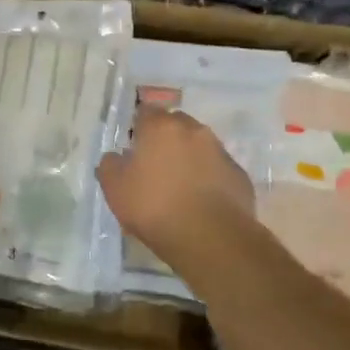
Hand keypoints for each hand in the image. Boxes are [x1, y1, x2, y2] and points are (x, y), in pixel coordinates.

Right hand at [97, 105, 256, 262]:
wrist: (210, 238)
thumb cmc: (154, 206)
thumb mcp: (114, 188)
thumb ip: (110, 165)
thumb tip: (116, 157)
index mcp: (161, 127)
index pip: (146, 111)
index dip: (138, 126)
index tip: (133, 146)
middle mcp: (194, 131)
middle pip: (176, 125)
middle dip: (166, 139)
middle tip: (154, 165)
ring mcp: (220, 152)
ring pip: (200, 146)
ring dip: (189, 158)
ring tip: (178, 185)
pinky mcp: (239, 175)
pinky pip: (217, 169)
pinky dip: (208, 177)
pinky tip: (199, 200)